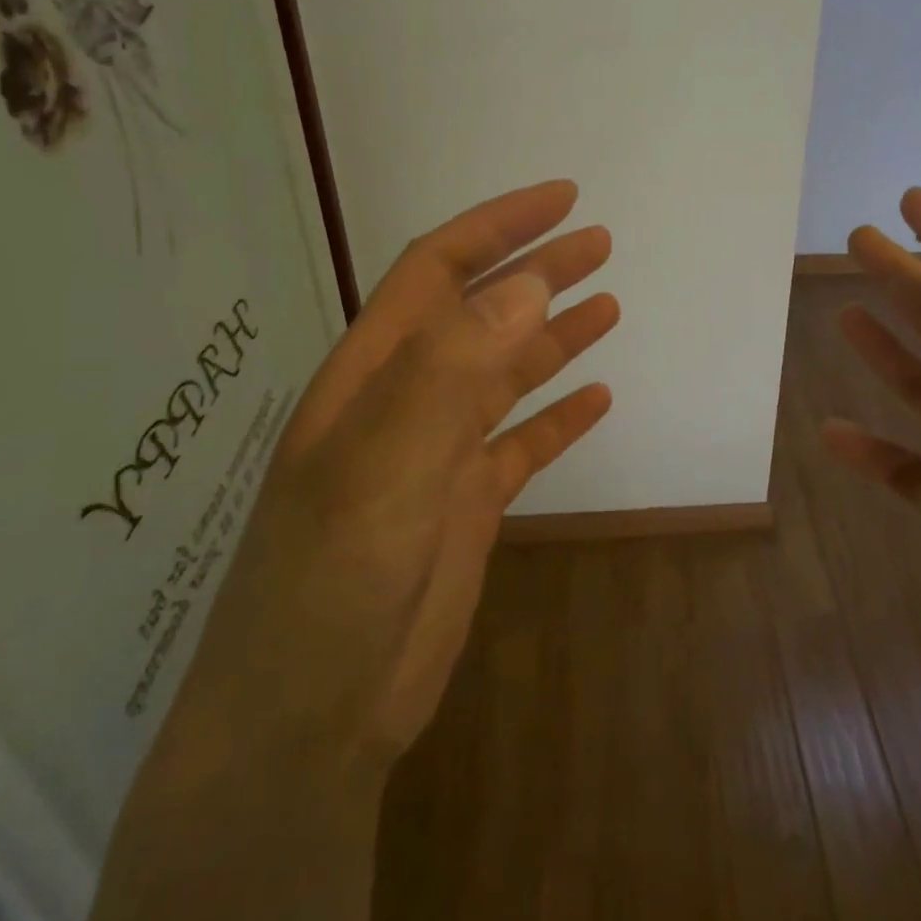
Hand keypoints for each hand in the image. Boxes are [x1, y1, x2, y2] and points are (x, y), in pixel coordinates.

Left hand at [79, 181, 616, 920]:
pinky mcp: (466, 506)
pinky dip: (559, 418)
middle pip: (482, 315)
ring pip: (506, 375)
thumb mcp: (382, 470)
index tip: (563, 199)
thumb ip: (449, 372)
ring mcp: (438, 455)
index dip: (499, 227)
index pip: (439, 272)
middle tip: (600, 243)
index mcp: (375, 375)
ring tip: (610, 305)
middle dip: (538, 271)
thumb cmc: (329, 587)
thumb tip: (526, 285)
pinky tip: (596, 400)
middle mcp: (407, 402)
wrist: (310, 721)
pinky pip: (523, 445)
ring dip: (555, 336)